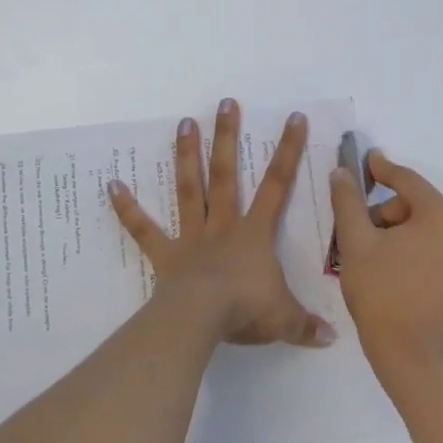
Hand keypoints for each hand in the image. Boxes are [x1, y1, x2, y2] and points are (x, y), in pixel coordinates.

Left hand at [109, 100, 334, 348]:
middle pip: (227, 174)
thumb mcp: (285, 319)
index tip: (293, 117)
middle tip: (225, 103)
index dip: (287, 150)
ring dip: (187, 156)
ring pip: (190, 189)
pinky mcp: (165, 255)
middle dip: (228, 137)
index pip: (277, 185)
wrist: (201, 320)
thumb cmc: (246, 311)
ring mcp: (191, 238)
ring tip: (183, 122)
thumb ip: (306, 325)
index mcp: (254, 234)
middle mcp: (222, 226)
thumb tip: (330, 339)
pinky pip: (144, 229)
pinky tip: (111, 185)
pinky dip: (127, 208)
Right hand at [328, 151, 442, 389]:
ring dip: (396, 230)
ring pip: (423, 225)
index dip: (381, 169)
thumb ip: (348, 200)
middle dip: (384, 212)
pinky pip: (434, 245)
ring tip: (369, 254)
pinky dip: (411, 246)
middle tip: (356, 232)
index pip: (406, 180)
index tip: (363, 160)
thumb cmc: (381, 292)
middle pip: (415, 203)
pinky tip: (388, 265)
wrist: (409, 355)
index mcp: (441, 214)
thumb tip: (343, 171)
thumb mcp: (356, 241)